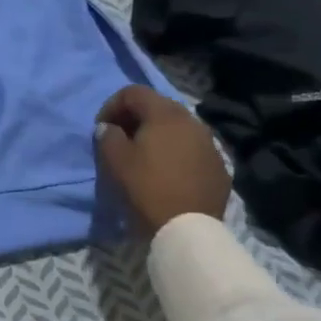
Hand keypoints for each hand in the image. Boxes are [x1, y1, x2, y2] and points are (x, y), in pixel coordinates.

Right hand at [95, 86, 230, 234]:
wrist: (189, 229)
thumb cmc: (147, 188)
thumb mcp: (115, 161)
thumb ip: (107, 136)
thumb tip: (109, 128)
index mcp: (165, 114)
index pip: (133, 92)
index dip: (112, 105)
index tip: (102, 129)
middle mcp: (191, 120)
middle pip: (158, 106)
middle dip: (135, 118)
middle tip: (120, 140)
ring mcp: (209, 143)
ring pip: (177, 127)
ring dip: (157, 135)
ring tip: (144, 157)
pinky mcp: (219, 165)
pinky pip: (191, 148)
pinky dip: (175, 152)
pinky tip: (167, 173)